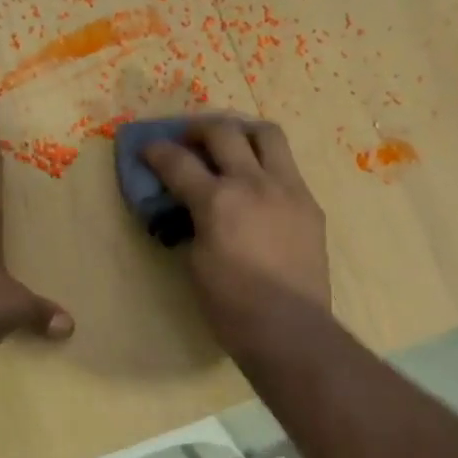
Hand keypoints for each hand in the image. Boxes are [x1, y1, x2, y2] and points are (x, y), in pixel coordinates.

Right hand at [144, 119, 329, 350]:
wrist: (290, 328)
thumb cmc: (231, 306)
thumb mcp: (195, 262)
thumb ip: (191, 223)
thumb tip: (190, 208)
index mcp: (217, 201)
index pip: (178, 162)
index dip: (157, 151)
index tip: (148, 149)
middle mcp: (253, 183)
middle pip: (223, 131)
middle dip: (198, 129)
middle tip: (188, 140)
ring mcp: (288, 189)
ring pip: (267, 134)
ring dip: (242, 132)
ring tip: (232, 143)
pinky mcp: (309, 203)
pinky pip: (287, 167)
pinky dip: (267, 163)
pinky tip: (259, 183)